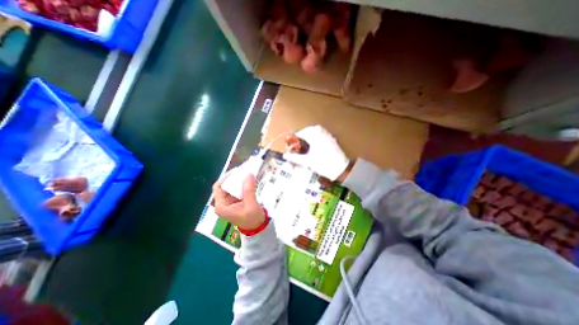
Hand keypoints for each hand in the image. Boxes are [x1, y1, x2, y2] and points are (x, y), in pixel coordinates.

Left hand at [212, 175, 265, 230]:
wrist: (257, 227)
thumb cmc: (252, 219)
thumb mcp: (251, 205)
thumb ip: (249, 190)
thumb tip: (249, 174)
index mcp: (222, 206)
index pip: (218, 187)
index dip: (226, 177)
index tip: (236, 171)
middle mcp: (223, 203)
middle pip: (225, 186)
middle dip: (234, 178)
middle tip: (244, 171)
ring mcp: (229, 202)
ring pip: (232, 187)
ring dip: (239, 180)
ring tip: (247, 174)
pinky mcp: (235, 201)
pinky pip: (237, 189)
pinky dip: (243, 184)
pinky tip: (249, 181)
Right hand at [283, 125, 350, 180]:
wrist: (340, 169)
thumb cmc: (323, 164)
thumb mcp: (307, 161)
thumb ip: (295, 158)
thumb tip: (285, 156)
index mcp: (314, 135)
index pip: (300, 133)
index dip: (294, 139)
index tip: (291, 145)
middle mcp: (321, 132)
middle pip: (308, 130)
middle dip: (302, 136)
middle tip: (298, 144)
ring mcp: (327, 135)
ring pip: (315, 131)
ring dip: (309, 136)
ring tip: (305, 144)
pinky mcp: (331, 139)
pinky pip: (321, 134)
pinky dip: (316, 137)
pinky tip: (315, 145)